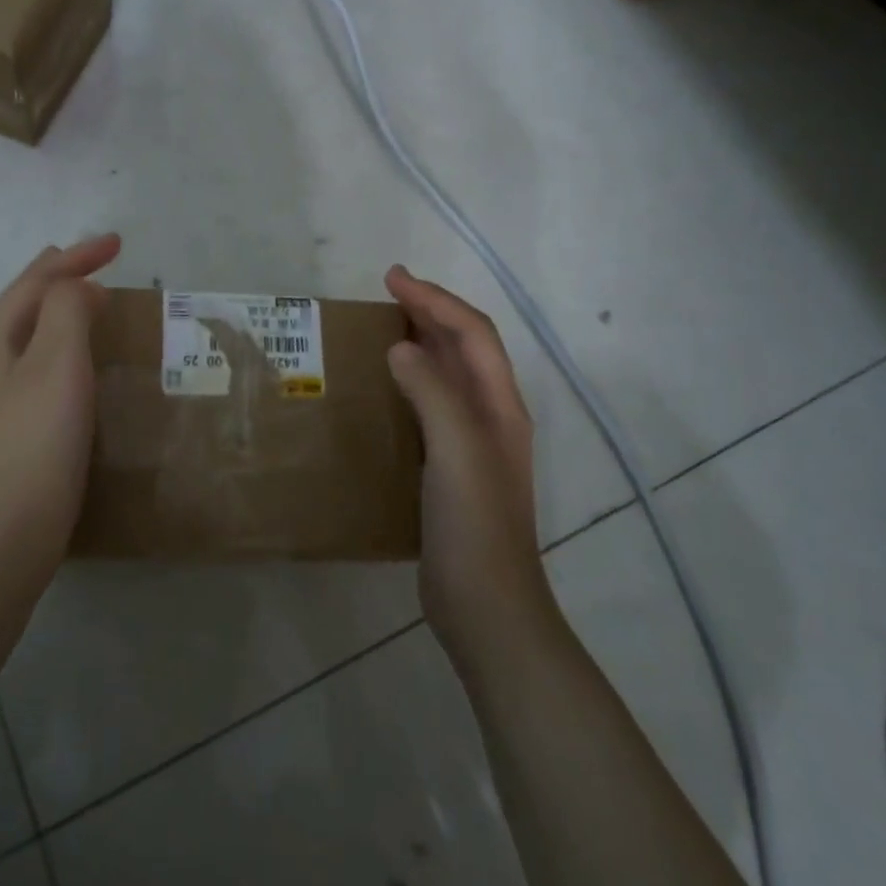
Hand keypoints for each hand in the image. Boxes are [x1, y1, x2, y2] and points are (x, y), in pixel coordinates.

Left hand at [0, 235, 121, 573]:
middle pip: (25, 304)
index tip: (118, 244)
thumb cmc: (34, 443)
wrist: (3, 537)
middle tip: (98, 265)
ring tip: (92, 304)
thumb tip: (79, 288)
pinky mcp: (12, 431)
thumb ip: (67, 310)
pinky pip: (41, 369)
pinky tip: (83, 368)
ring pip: (32, 337)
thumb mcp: (56, 363)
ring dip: (62, 312)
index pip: (36, 281)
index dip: (76, 256)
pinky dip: (65, 349)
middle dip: (61, 278)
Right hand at [384, 265, 552, 664]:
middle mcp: (491, 416)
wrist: (486, 606)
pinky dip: (410, 380)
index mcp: (500, 405)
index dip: (435, 300)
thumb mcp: (457, 450)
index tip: (393, 279)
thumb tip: (400, 348)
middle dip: (430, 311)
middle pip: (465, 347)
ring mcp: (472, 444)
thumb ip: (432, 392)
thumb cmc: (475, 524)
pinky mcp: (450, 468)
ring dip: (422, 341)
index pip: (472, 333)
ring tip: (385, 325)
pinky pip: (430, 405)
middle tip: (388, 290)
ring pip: (448, 374)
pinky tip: (385, 388)